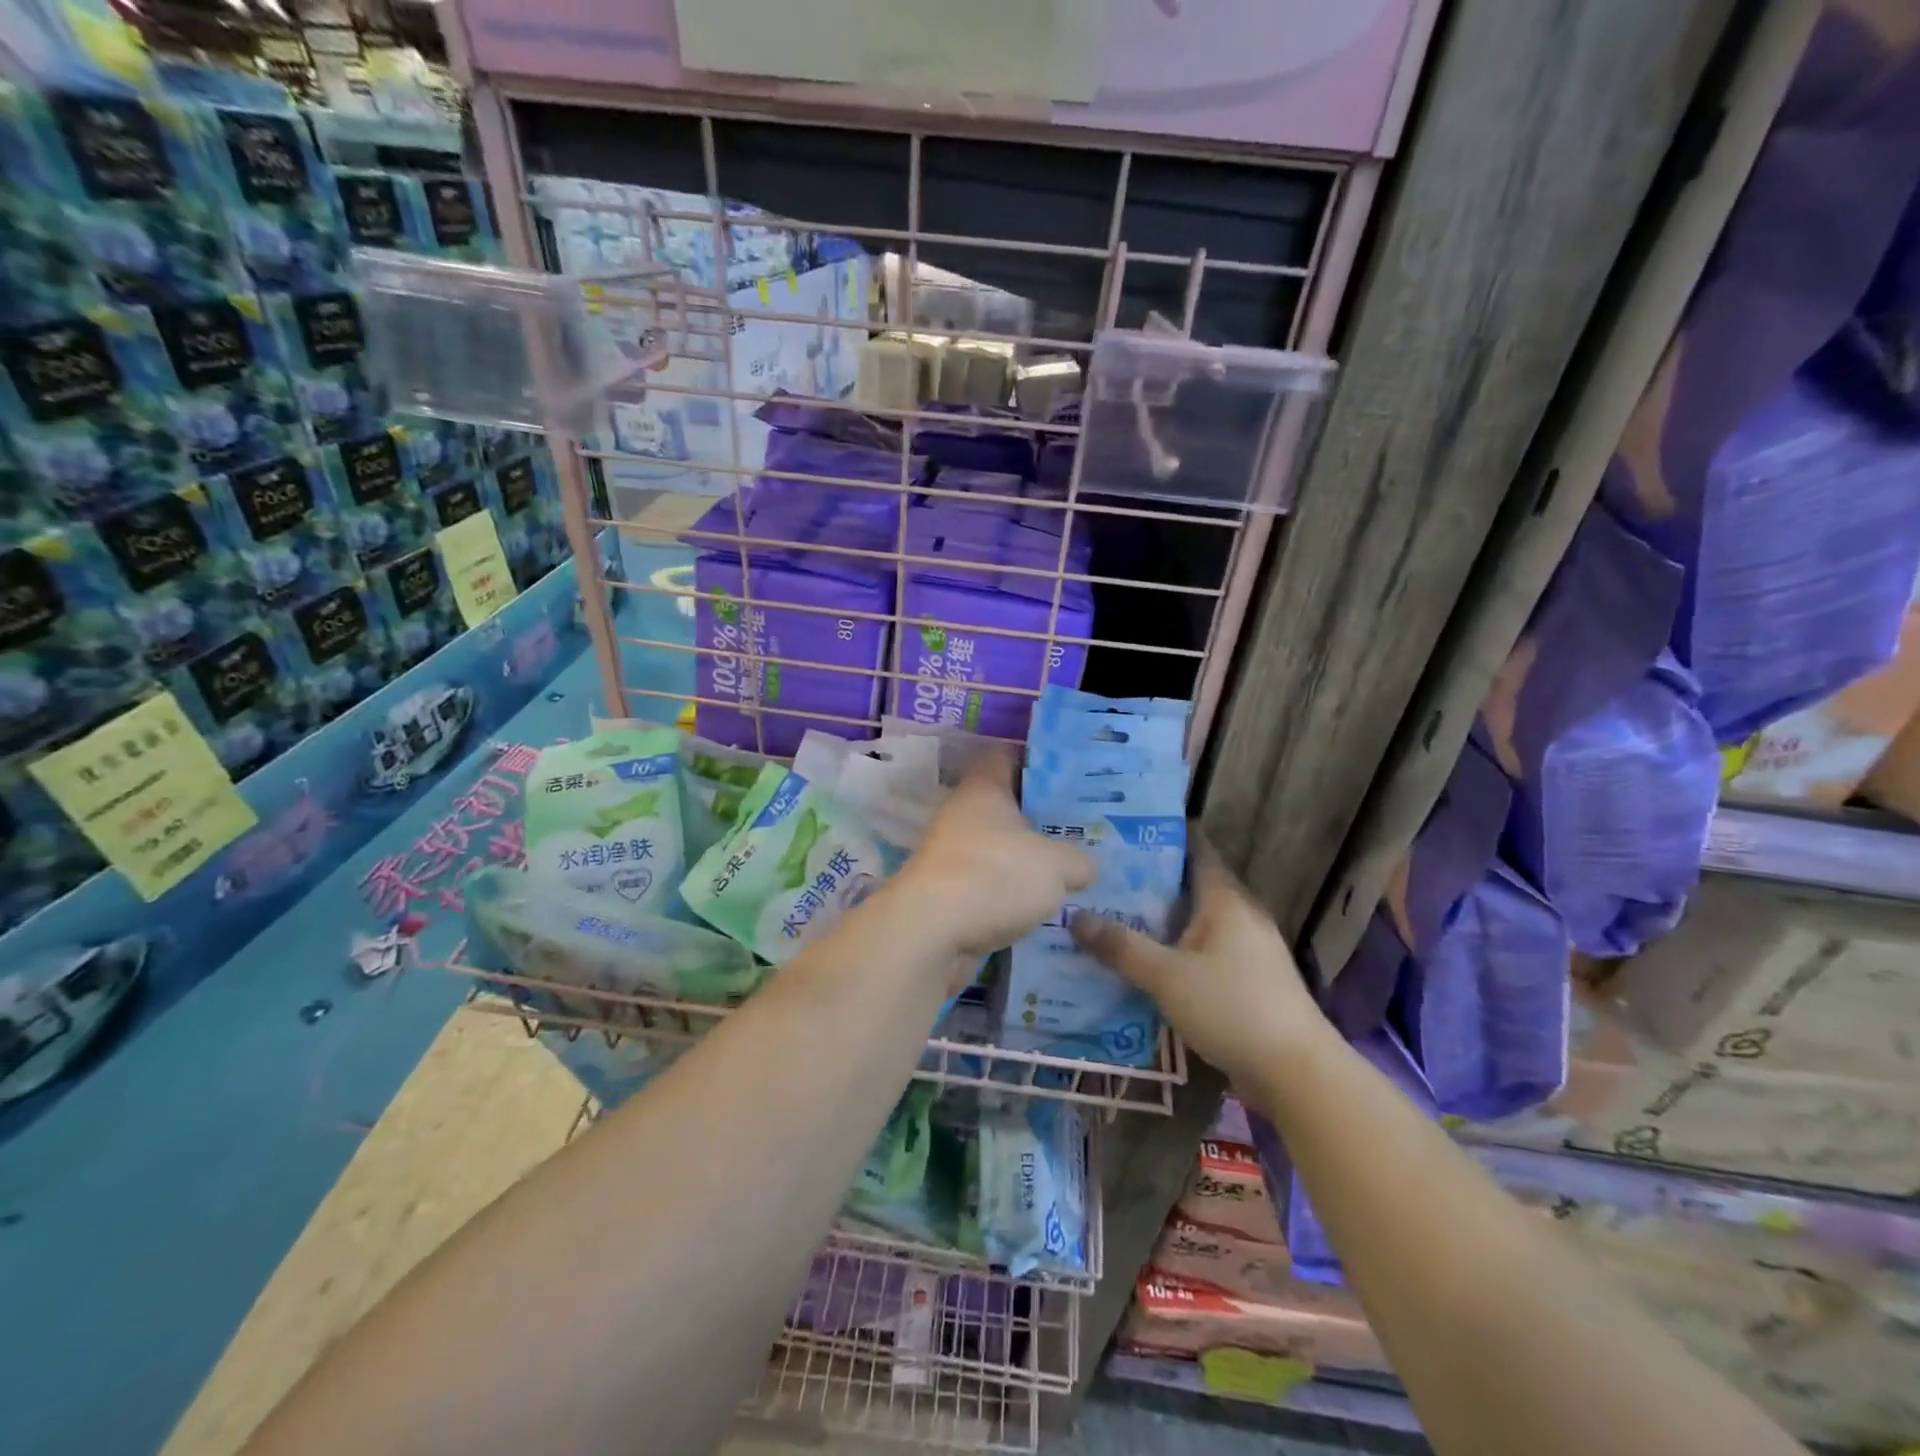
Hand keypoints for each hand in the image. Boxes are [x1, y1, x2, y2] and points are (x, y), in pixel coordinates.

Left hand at [890, 748, 1094, 961]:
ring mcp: (950, 854)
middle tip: (1081, 830)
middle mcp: (962, 814)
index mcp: (984, 788)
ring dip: (1024, 861)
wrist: (933, 932)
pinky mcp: (946, 893)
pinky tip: (1040, 907)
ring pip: (997, 848)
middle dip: (1039, 819)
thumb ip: (1078, 861)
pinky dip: (1009, 894)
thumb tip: (1084, 868)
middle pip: (1005, 807)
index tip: (1069, 776)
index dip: (1036, 762)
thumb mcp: (1058, 865)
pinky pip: (987, 884)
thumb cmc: (996, 875)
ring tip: (1068, 873)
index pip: (1006, 757)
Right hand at [1071, 837, 1326, 1084]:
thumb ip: (1121, 946)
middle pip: (1191, 886)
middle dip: (1150, 882)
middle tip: (1104, 878)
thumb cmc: (1231, 1008)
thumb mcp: (1166, 976)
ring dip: (1162, 920)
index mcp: (1225, 899)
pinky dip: (1177, 949)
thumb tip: (1075, 916)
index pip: (1195, 850)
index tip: (1124, 831)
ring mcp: (1249, 949)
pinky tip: (1148, 962)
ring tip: (1115, 916)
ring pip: (1197, 921)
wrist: (1296, 1072)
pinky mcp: (1251, 980)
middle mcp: (1240, 915)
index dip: (1163, 837)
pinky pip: (1205, 951)